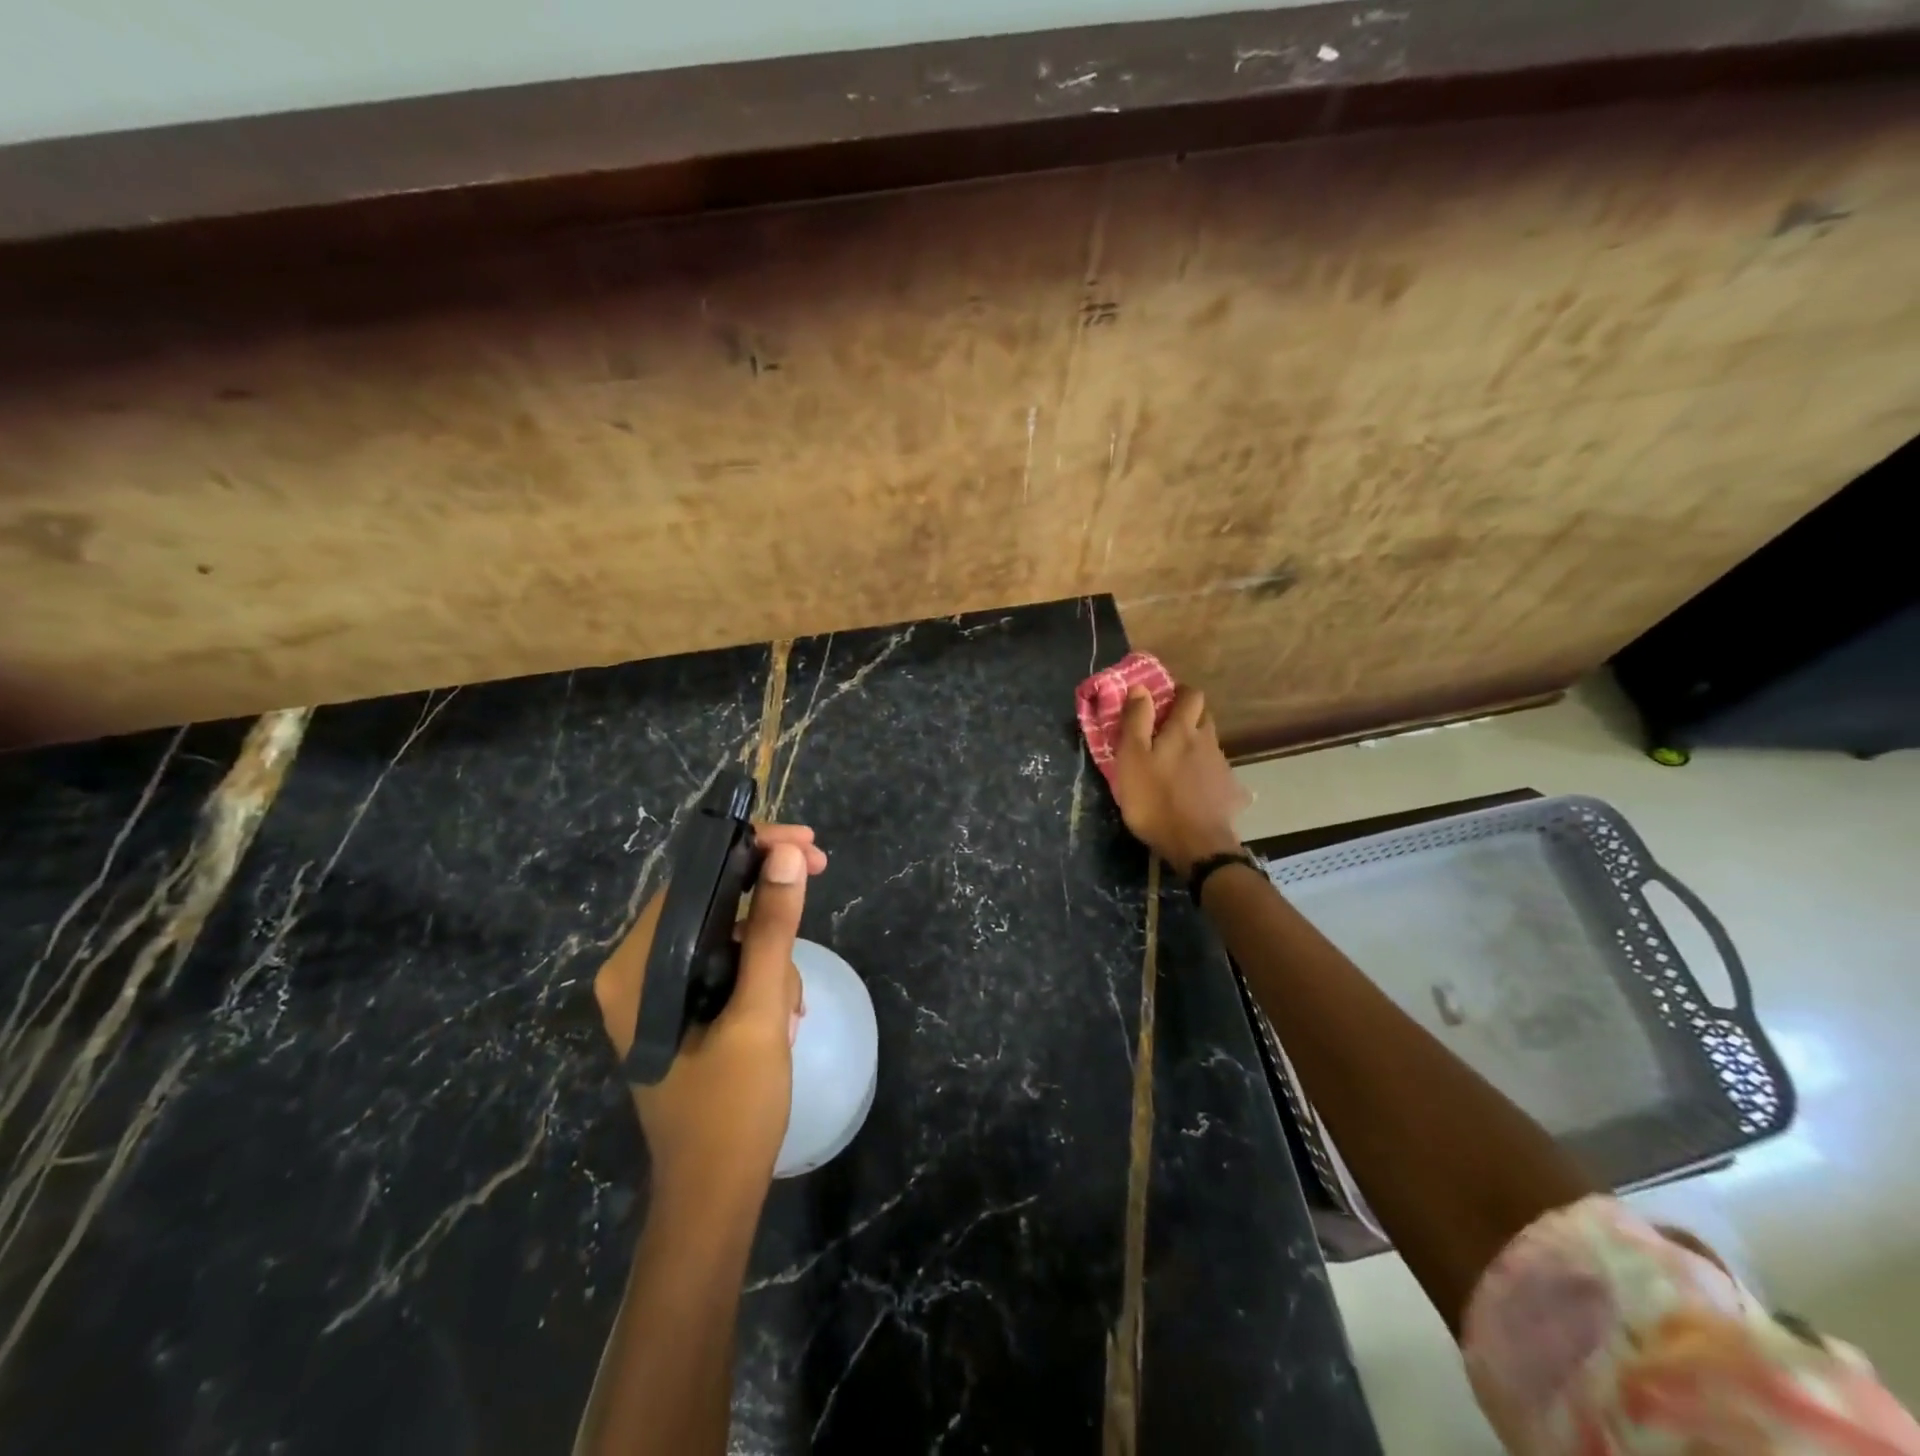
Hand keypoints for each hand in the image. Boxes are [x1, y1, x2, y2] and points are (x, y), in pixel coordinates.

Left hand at [594, 824, 827, 1204]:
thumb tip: (787, 855)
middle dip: (768, 895)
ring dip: (770, 950)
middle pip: (708, 902)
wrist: (715, 1196)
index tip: (804, 843)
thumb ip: (773, 930)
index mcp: (635, 968)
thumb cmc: (731, 1109)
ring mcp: (655, 992)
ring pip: (724, 933)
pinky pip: (725, 964)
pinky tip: (785, 1011)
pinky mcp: (679, 1010)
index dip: (749, 851)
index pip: (692, 881)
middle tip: (819, 870)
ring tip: (793, 1003)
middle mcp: (634, 972)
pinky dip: (761, 974)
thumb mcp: (760, 1012)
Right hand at [1111, 684, 1249, 877]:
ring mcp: (1221, 767)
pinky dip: (1205, 772)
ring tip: (1176, 762)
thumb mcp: (1132, 759)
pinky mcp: (1229, 791)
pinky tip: (1194, 788)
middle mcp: (1207, 742)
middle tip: (1165, 729)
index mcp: (1183, 731)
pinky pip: (1217, 772)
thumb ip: (1136, 721)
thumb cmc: (1154, 800)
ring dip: (1195, 745)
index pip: (1190, 695)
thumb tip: (1140, 688)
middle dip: (1188, 716)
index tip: (1163, 699)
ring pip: (1209, 744)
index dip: (1179, 692)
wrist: (1196, 846)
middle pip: (1203, 717)